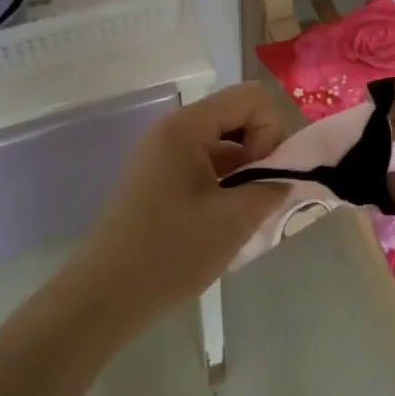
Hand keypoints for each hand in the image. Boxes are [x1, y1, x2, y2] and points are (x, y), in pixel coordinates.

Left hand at [72, 83, 290, 328]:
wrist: (103, 298)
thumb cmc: (170, 253)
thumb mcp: (234, 220)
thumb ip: (273, 185)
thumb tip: (292, 171)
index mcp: (187, 127)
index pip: (252, 97)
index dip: (271, 130)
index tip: (265, 174)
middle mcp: (174, 129)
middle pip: (238, 115)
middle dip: (261, 150)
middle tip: (261, 195)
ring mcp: (164, 153)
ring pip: (225, 141)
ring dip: (246, 169)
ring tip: (245, 213)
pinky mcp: (160, 178)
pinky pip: (207, 163)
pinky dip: (226, 182)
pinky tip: (226, 220)